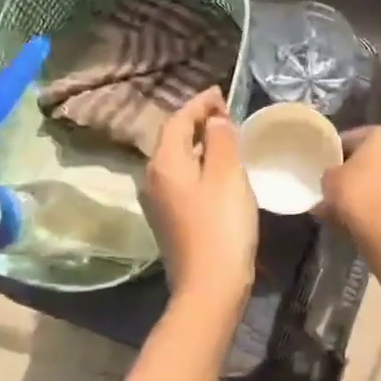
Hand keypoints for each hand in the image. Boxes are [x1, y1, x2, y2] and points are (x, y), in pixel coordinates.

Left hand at [143, 88, 257, 308]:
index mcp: (165, 162)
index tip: (221, 94)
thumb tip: (214, 121)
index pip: (177, 120)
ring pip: (178, 162)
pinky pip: (182, 181)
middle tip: (227, 116)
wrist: (209, 286)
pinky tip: (219, 175)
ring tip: (227, 141)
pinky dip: (199, 168)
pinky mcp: (169, 221)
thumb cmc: (222, 226)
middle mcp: (153, 178)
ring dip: (199, 147)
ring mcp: (158, 202)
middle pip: (173, 140)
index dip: (199, 104)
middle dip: (198, 123)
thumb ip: (221, 140)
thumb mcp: (227, 175)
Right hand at [319, 126, 380, 237]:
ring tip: (343, 209)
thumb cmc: (359, 193)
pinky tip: (360, 220)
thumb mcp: (330, 179)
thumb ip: (331, 173)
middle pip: (374, 159)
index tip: (323, 167)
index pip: (354, 138)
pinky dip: (379, 206)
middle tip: (334, 188)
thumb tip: (335, 178)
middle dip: (355, 173)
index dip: (335, 152)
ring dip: (367, 191)